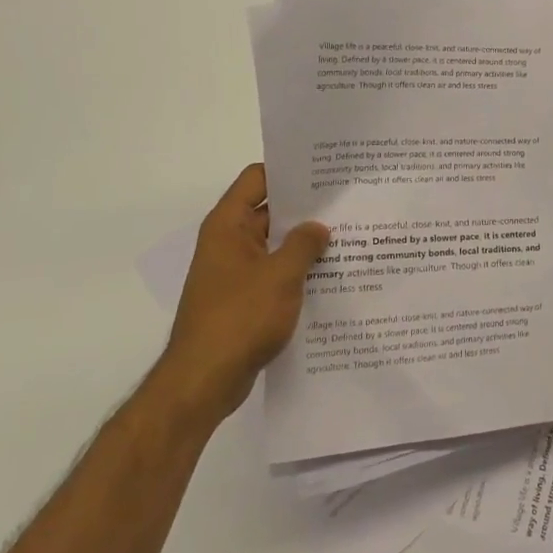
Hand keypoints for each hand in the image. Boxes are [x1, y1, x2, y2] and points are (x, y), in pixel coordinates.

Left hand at [155, 163, 327, 424]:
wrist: (203, 382)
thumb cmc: (239, 318)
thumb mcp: (281, 275)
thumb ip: (304, 244)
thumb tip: (318, 228)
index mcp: (228, 225)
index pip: (257, 178)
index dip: (289, 170)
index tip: (325, 170)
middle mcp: (229, 242)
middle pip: (269, 210)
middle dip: (306, 208)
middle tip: (348, 201)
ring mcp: (235, 273)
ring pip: (276, 245)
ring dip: (305, 243)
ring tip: (349, 236)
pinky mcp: (244, 300)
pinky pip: (275, 273)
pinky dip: (298, 271)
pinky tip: (331, 275)